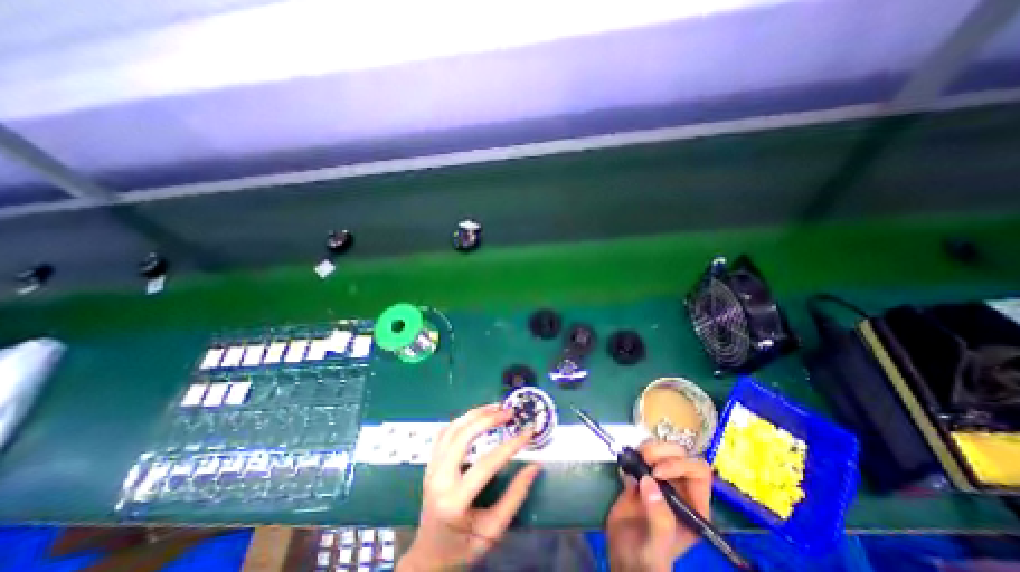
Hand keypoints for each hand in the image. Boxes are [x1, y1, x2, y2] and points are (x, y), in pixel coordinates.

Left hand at [399, 405, 540, 569]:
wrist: (429, 556)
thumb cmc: (462, 546)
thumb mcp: (492, 530)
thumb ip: (514, 497)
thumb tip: (534, 467)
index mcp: (454, 501)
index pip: (486, 464)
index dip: (510, 445)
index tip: (528, 432)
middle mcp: (439, 478)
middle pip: (463, 436)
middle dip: (488, 419)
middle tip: (508, 412)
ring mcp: (431, 468)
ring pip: (452, 429)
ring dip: (475, 413)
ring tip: (495, 407)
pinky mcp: (430, 462)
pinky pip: (444, 432)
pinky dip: (461, 420)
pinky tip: (475, 417)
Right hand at [605, 441, 709, 568]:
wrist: (623, 557)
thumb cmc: (647, 560)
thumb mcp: (658, 547)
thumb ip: (660, 520)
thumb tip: (648, 481)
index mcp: (693, 505)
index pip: (697, 471)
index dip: (680, 464)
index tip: (657, 472)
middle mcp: (679, 489)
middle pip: (680, 454)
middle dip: (661, 451)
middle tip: (643, 459)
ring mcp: (660, 480)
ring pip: (661, 449)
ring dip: (647, 448)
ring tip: (633, 460)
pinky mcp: (641, 475)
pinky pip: (641, 453)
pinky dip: (633, 453)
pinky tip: (625, 466)